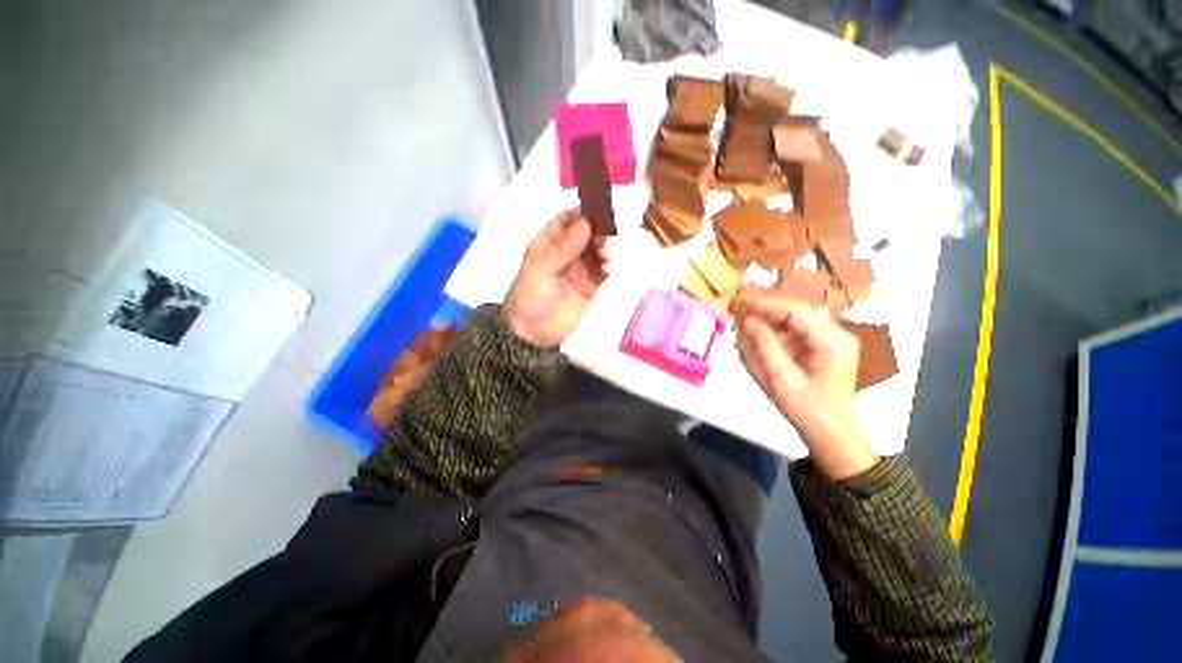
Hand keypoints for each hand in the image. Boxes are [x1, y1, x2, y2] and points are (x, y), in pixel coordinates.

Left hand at [503, 209, 605, 346]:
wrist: (534, 333)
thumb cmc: (530, 298)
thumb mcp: (540, 270)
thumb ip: (563, 247)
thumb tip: (586, 223)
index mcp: (549, 243)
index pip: (567, 220)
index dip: (583, 214)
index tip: (599, 213)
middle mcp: (567, 252)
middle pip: (588, 233)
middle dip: (600, 232)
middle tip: (607, 239)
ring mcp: (581, 268)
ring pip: (600, 249)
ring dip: (608, 248)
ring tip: (608, 256)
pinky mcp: (593, 284)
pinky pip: (606, 269)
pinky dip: (612, 265)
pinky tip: (611, 267)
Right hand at [736, 288, 878, 480]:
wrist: (830, 434)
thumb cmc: (806, 409)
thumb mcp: (780, 378)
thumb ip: (763, 345)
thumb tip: (747, 320)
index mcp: (831, 341)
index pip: (795, 311)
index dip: (766, 305)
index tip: (740, 305)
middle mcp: (836, 335)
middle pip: (796, 312)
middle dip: (766, 313)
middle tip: (738, 315)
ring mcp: (832, 341)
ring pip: (794, 321)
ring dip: (769, 323)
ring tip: (744, 329)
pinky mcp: (824, 348)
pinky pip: (796, 333)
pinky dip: (776, 335)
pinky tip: (758, 341)